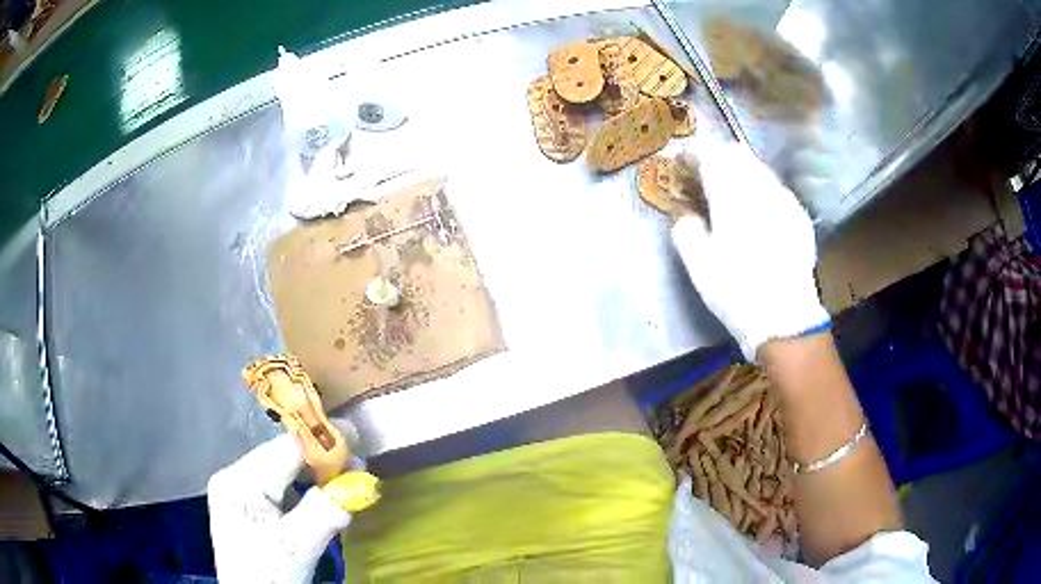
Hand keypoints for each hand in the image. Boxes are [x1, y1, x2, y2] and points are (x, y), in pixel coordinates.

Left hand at [207, 431, 355, 582]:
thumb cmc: (269, 576)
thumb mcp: (298, 546)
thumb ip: (325, 511)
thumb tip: (360, 483)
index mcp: (240, 481)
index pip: (285, 449)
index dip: (321, 443)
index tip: (356, 437)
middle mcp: (234, 477)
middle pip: (283, 458)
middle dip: (320, 463)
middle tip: (357, 470)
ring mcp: (238, 492)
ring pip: (282, 472)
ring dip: (314, 478)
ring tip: (343, 486)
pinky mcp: (246, 507)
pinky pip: (279, 489)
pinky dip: (303, 492)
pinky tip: (319, 502)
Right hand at [671, 141, 828, 360]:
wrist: (784, 317)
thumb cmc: (735, 289)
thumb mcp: (697, 264)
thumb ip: (685, 228)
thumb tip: (685, 213)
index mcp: (730, 193)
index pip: (708, 155)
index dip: (692, 153)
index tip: (682, 161)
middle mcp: (759, 187)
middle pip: (737, 154)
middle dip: (719, 157)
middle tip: (708, 175)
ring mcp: (784, 199)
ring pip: (760, 168)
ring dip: (743, 171)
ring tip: (733, 190)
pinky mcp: (799, 216)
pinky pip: (777, 189)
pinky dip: (763, 190)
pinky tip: (761, 211)